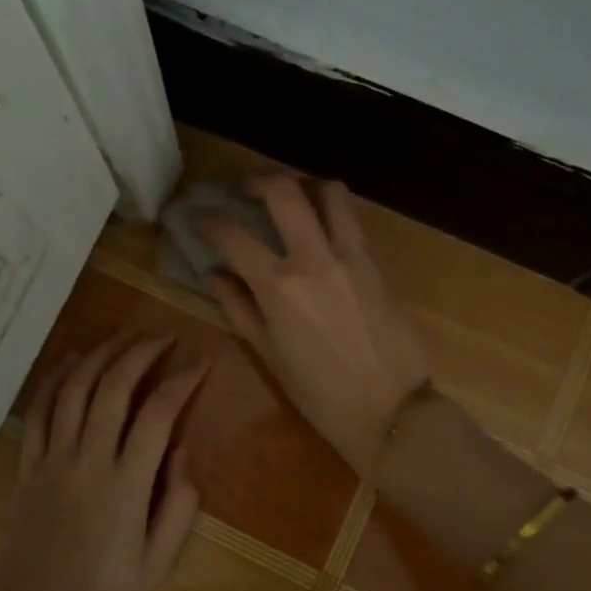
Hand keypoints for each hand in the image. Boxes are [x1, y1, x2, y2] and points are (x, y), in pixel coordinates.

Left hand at [0, 335, 207, 590]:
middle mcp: (88, 460)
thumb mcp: (158, 565)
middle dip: (142, 352)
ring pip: (75, 389)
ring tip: (125, 336)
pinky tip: (71, 359)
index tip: (201, 361)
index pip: (158, 414)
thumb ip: (178, 506)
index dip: (183, 380)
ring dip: (102, 354)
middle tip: (164, 337)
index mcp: (126, 485)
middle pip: (114, 386)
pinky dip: (55, 378)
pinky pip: (38, 411)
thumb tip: (183, 452)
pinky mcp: (28, 467)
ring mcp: (52, 460)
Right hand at [200, 174, 431, 476]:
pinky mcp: (377, 263)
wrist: (392, 410)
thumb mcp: (269, 356)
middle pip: (284, 190)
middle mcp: (315, 259)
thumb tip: (215, 274)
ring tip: (291, 196)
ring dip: (304, 184)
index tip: (198, 218)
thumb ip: (239, 308)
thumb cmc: (321, 395)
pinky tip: (320, 227)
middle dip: (257, 180)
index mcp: (280, 287)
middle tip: (245, 190)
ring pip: (330, 192)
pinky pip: (352, 220)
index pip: (234, 235)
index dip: (209, 221)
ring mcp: (352, 256)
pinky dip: (332, 211)